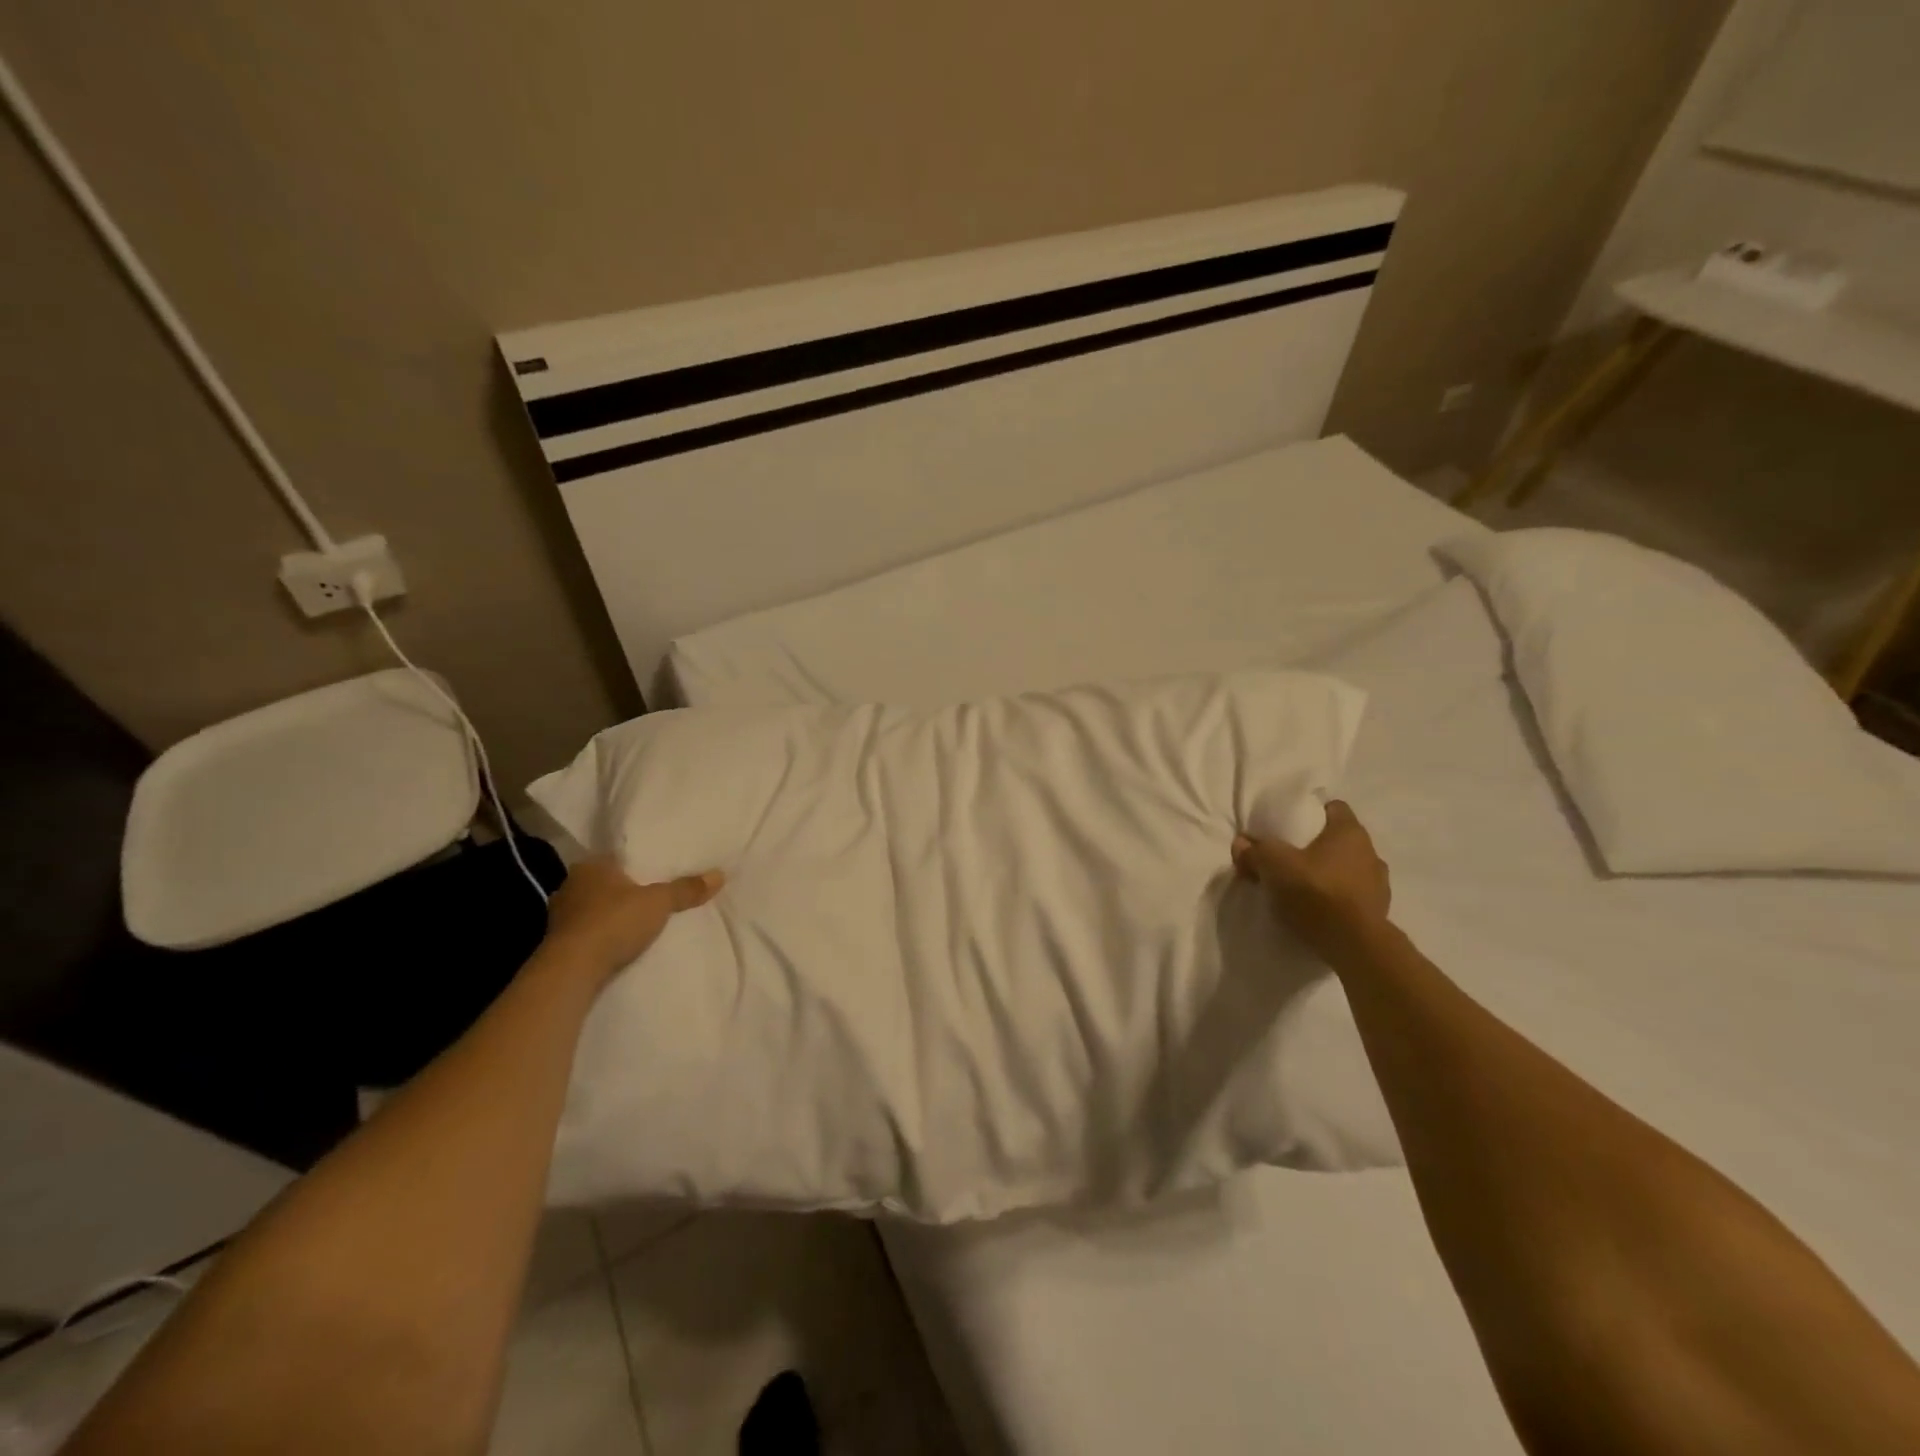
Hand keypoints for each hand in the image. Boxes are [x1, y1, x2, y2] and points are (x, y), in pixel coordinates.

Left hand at [540, 857, 724, 983]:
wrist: (571, 970)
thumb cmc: (614, 922)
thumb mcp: (659, 902)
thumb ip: (686, 889)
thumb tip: (719, 874)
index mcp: (591, 866)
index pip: (617, 858)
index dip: (636, 864)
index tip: (654, 872)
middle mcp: (571, 885)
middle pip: (605, 883)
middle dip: (623, 890)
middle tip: (649, 896)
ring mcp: (559, 915)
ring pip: (592, 908)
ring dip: (609, 914)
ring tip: (636, 921)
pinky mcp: (557, 943)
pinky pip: (585, 932)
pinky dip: (600, 935)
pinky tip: (616, 942)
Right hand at [1232, 799, 1390, 965]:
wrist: (1354, 944)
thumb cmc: (1316, 891)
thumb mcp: (1273, 865)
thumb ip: (1255, 851)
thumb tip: (1241, 843)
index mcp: (1349, 832)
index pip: (1333, 808)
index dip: (1312, 813)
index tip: (1291, 825)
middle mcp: (1371, 852)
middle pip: (1339, 840)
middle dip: (1316, 847)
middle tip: (1289, 858)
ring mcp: (1379, 884)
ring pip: (1348, 868)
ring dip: (1329, 874)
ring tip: (1303, 887)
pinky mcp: (1378, 911)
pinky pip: (1353, 896)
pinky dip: (1337, 898)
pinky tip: (1318, 909)